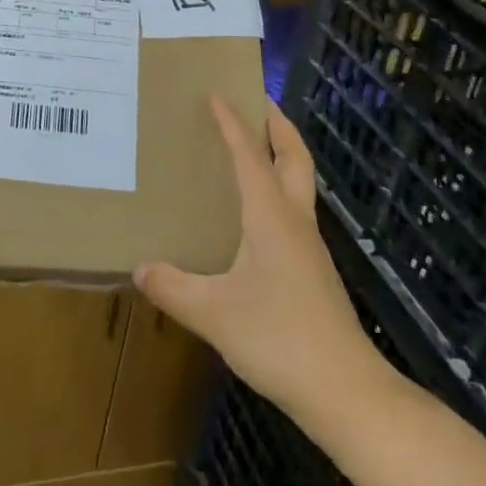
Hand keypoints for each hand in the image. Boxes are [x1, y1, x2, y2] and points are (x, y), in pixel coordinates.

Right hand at [135, 97, 395, 419]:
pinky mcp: (313, 270)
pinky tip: (255, 212)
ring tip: (253, 146)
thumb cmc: (279, 338)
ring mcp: (309, 246)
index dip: (232, 123)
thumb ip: (173, 288)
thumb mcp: (214, 314)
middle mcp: (294, 220)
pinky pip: (294, 210)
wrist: (346, 392)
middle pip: (294, 156)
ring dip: (281, 154)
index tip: (216, 93)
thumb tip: (139, 268)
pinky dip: (278, 188)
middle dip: (277, 124)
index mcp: (270, 216)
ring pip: (299, 182)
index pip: (250, 155)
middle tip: (256, 100)